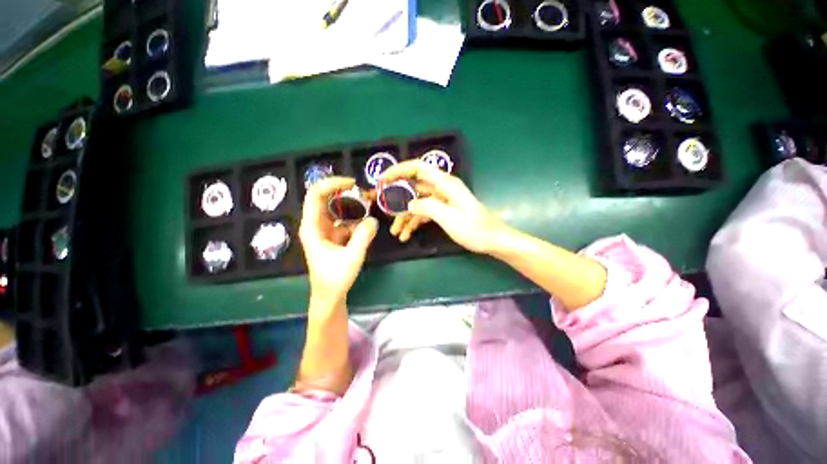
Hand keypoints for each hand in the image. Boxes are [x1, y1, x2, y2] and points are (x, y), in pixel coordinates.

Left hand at [299, 177, 378, 306]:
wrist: (330, 295)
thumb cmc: (335, 277)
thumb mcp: (352, 256)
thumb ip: (363, 236)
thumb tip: (373, 219)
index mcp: (312, 227)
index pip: (316, 195)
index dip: (332, 184)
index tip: (352, 183)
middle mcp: (316, 224)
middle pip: (327, 198)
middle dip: (346, 193)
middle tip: (365, 194)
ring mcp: (325, 230)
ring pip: (337, 209)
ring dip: (352, 205)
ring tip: (369, 204)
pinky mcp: (334, 236)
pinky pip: (345, 220)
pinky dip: (356, 218)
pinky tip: (367, 221)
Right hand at [380, 160, 507, 253]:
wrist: (493, 241)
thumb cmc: (475, 229)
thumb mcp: (449, 218)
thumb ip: (427, 207)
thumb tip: (409, 204)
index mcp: (445, 184)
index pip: (418, 168)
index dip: (399, 170)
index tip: (383, 179)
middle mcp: (442, 189)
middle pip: (414, 188)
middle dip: (397, 198)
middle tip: (382, 208)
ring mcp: (442, 201)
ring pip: (417, 204)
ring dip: (405, 216)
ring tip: (395, 232)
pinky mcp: (443, 212)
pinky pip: (424, 214)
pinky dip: (414, 222)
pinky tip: (406, 235)